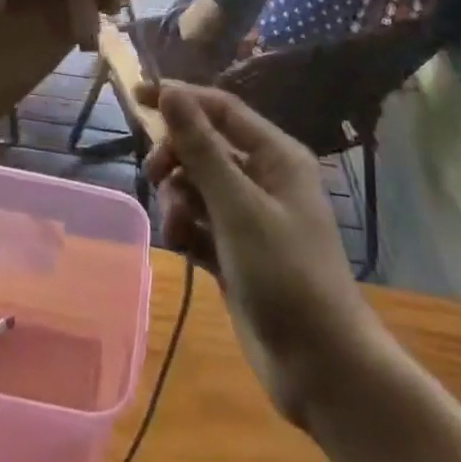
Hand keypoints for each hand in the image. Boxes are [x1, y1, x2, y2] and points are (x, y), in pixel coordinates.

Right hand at [141, 82, 373, 429]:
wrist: (322, 370)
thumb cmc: (285, 274)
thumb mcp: (238, 207)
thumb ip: (201, 148)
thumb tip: (170, 91)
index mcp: (275, 155)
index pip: (221, 108)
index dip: (181, 97)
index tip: (138, 94)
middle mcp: (263, 178)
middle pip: (205, 146)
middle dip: (176, 158)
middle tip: (153, 175)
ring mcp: (250, 216)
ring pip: (197, 185)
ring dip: (178, 199)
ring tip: (177, 228)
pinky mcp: (236, 251)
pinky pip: (199, 222)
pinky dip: (186, 228)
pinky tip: (182, 247)